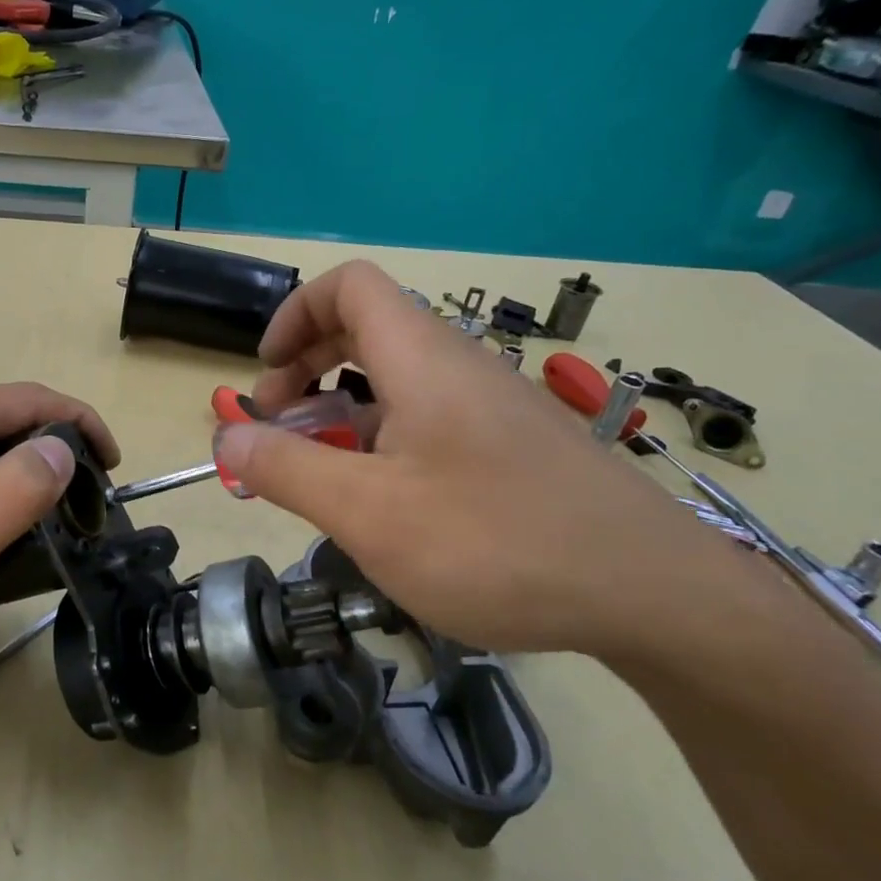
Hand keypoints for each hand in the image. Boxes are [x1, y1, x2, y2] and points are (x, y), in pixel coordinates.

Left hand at [0, 383, 117, 683]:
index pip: (27, 400)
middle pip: (7, 418)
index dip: (80, 426)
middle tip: (84, 511)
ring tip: (53, 525)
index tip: (114, 469)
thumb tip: (63, 448)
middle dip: (55, 456)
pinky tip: (4, 528)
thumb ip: (12, 493)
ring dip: (26, 476)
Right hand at [211, 261, 753, 659]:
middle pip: (367, 329)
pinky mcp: (513, 447)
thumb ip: (286, 470)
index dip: (294, 315)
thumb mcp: (369, 513)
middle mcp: (458, 367)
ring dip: (343, 414)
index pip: (349, 286)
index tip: (265, 375)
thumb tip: (227, 436)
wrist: (653, 594)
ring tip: (322, 477)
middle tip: (280, 429)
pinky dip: (385, 441)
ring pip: (397, 382)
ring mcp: (491, 407)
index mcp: (421, 360)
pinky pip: (430, 419)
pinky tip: (386, 505)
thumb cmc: (496, 543)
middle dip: (306, 368)